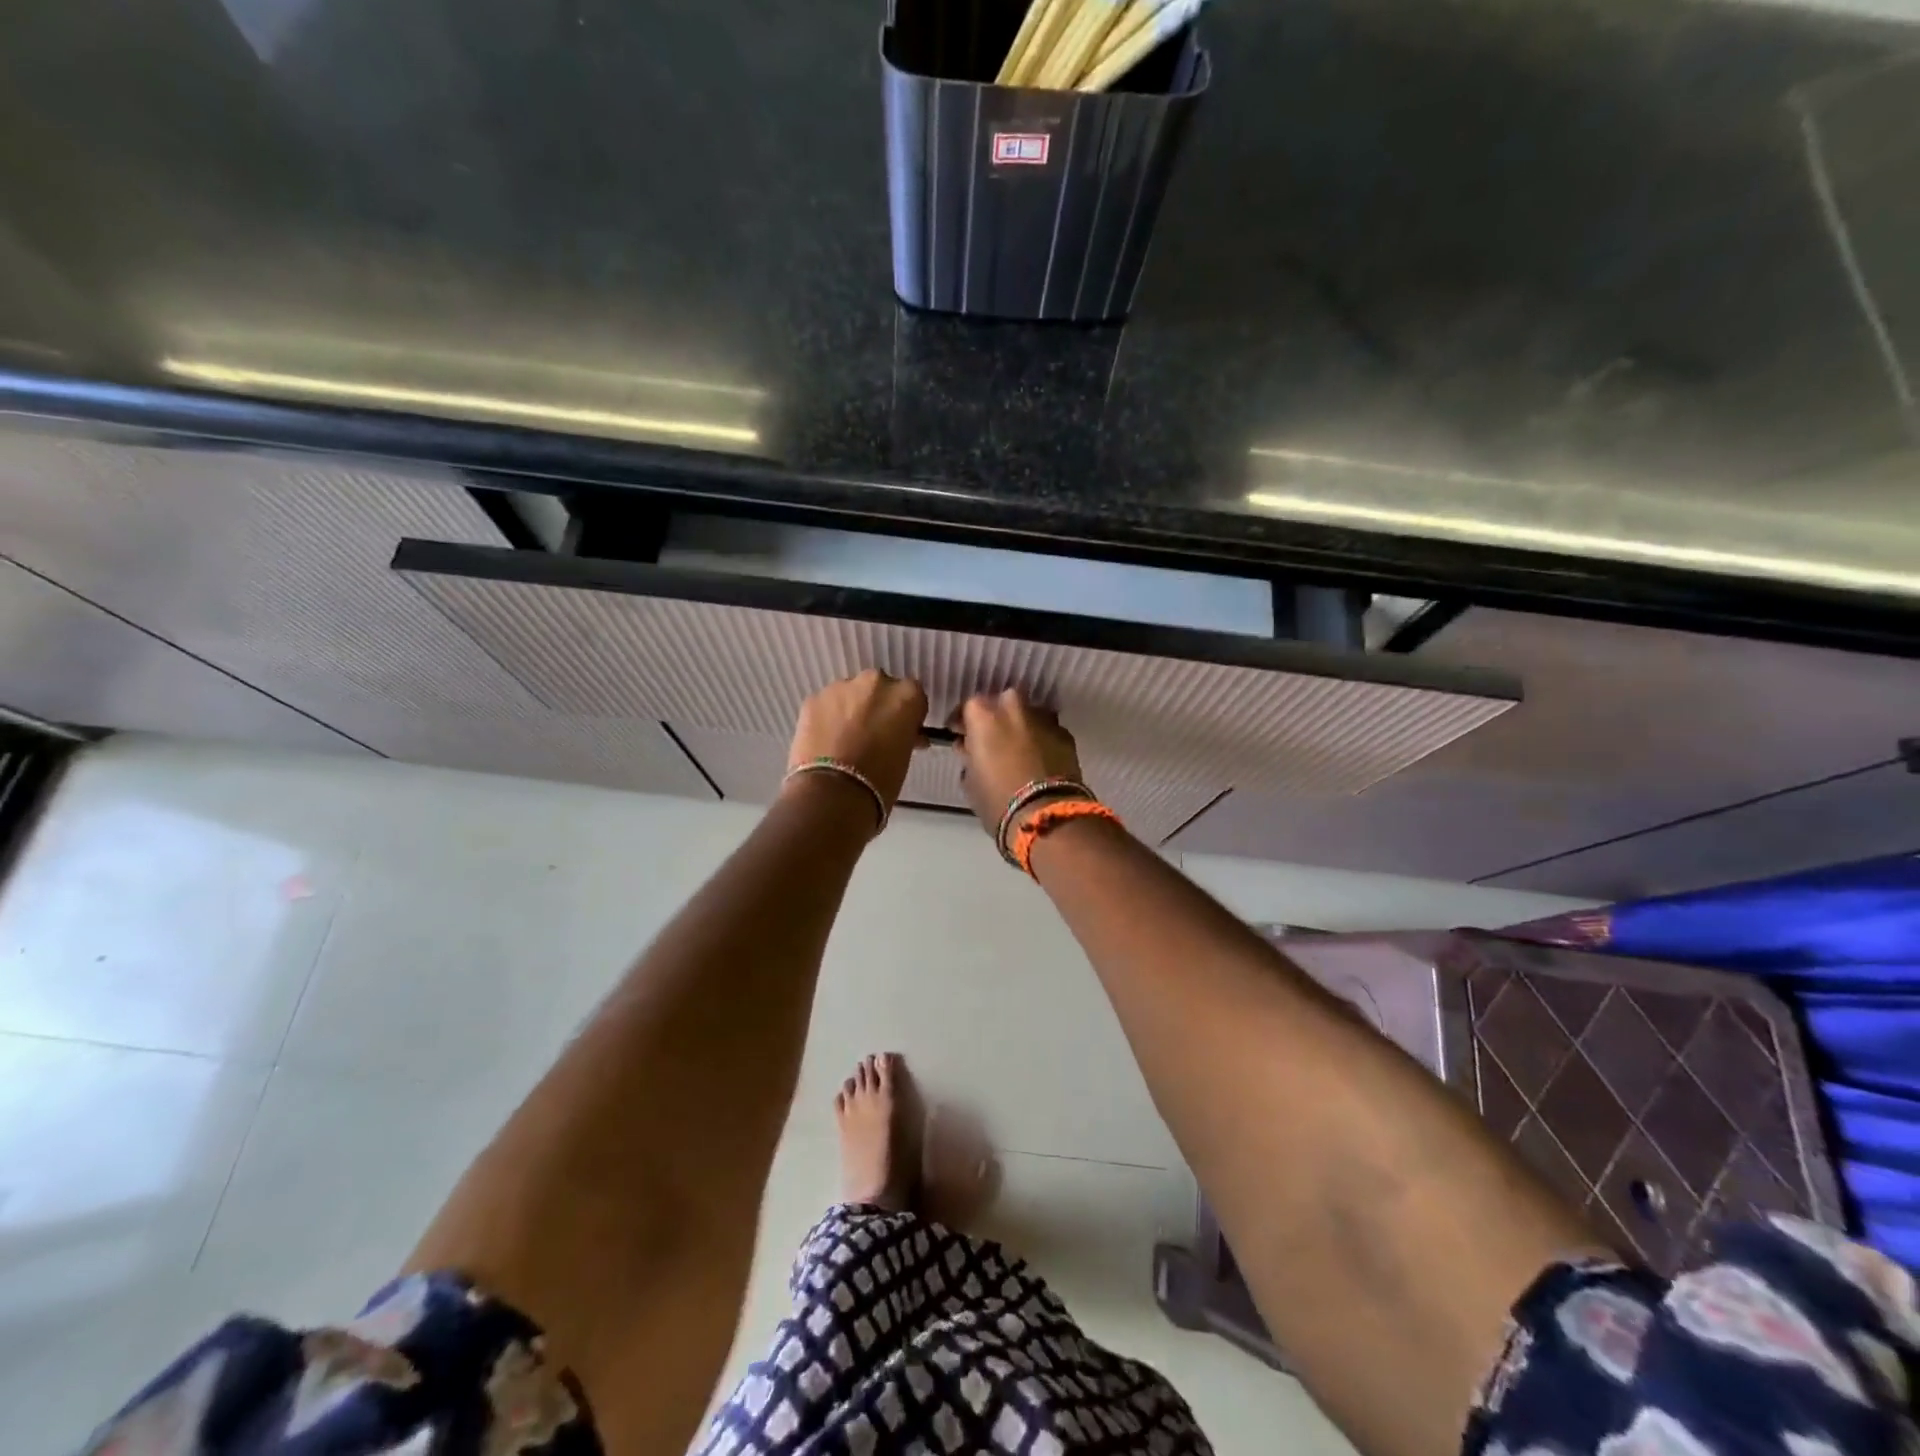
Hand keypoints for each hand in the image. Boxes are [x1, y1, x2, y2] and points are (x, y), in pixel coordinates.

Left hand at [786, 670, 929, 817]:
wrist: (832, 794)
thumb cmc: (880, 781)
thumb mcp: (904, 756)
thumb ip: (904, 736)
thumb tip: (901, 734)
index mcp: (906, 695)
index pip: (913, 696)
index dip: (907, 714)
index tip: (902, 731)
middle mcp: (875, 683)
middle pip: (880, 688)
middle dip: (877, 706)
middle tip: (873, 733)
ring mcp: (840, 688)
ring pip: (850, 694)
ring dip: (851, 709)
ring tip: (845, 739)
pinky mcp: (813, 699)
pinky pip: (826, 705)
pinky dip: (827, 718)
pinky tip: (825, 741)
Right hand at [952, 690, 1086, 838]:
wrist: (1047, 817)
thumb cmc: (997, 800)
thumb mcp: (970, 780)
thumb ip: (969, 756)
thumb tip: (970, 748)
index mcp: (984, 715)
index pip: (968, 707)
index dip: (963, 722)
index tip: (960, 735)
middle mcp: (1014, 708)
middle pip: (1001, 702)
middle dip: (996, 717)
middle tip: (991, 739)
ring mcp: (1043, 719)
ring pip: (1028, 714)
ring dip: (1021, 726)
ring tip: (1017, 749)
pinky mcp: (1065, 735)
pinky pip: (1047, 731)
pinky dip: (1041, 740)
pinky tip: (1039, 759)